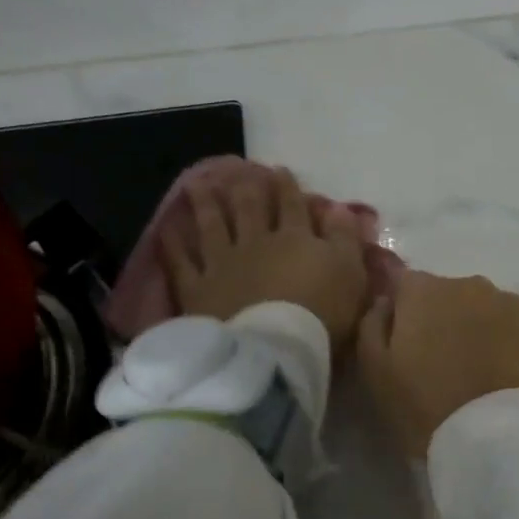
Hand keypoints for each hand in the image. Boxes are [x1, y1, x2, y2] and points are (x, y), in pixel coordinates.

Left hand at [161, 168, 370, 345]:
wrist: (275, 347)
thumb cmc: (322, 312)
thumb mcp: (350, 273)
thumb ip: (344, 238)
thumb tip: (339, 208)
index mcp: (294, 238)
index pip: (292, 206)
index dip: (287, 186)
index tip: (279, 170)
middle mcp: (255, 242)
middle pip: (249, 208)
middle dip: (244, 187)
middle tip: (237, 170)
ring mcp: (222, 263)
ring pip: (212, 225)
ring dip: (205, 203)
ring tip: (198, 185)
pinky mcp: (198, 288)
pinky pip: (182, 262)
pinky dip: (174, 244)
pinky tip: (168, 229)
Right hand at [356, 271, 518, 458]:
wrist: (493, 438)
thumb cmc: (423, 404)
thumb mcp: (374, 370)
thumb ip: (371, 324)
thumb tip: (385, 301)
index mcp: (423, 290)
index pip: (402, 281)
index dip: (400, 307)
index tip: (402, 337)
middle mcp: (467, 283)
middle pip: (445, 293)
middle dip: (440, 318)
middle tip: (439, 360)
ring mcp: (509, 302)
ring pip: (482, 307)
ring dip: (474, 326)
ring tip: (474, 368)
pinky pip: (513, 325)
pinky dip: (506, 340)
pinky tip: (501, 371)